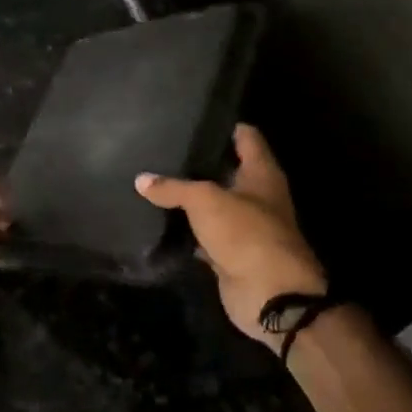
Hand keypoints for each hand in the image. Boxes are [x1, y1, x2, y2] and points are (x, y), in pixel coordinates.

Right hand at [136, 124, 325, 347]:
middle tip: (164, 148)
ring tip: (155, 180)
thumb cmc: (246, 234)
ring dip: (190, 198)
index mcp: (262, 175)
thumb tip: (141, 179)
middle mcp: (256, 197)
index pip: (246, 138)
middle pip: (227, 171)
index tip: (195, 116)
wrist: (270, 295)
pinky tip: (159, 221)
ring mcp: (244, 227)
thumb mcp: (206, 201)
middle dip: (199, 162)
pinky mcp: (229, 254)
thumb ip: (174, 187)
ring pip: (213, 205)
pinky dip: (186, 231)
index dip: (225, 125)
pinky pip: (203, 236)